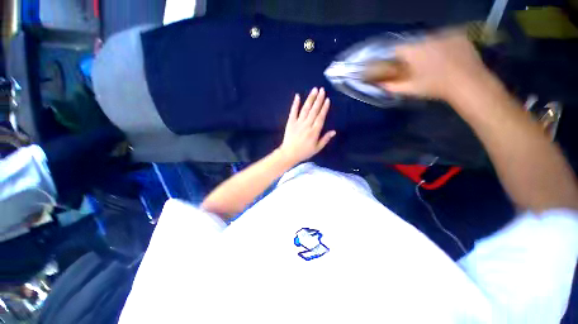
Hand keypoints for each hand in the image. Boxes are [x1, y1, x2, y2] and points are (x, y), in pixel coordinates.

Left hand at [278, 87, 335, 164]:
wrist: (289, 154)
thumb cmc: (304, 152)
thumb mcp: (317, 148)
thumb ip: (325, 139)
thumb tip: (334, 131)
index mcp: (314, 131)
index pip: (321, 117)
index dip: (324, 108)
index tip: (327, 99)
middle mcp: (307, 125)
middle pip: (314, 110)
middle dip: (319, 99)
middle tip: (322, 90)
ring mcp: (298, 123)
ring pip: (305, 109)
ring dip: (310, 99)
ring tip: (314, 90)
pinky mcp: (290, 122)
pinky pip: (293, 112)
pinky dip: (295, 104)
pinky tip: (297, 96)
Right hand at [380, 31, 490, 100]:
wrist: (468, 83)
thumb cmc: (435, 87)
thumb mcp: (410, 89)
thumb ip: (392, 86)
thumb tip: (379, 85)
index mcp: (414, 51)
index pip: (397, 49)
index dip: (394, 56)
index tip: (396, 64)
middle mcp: (428, 38)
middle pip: (414, 44)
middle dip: (413, 53)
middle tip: (417, 65)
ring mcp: (445, 35)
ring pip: (429, 40)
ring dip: (428, 48)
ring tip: (434, 61)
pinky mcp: (458, 35)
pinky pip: (445, 37)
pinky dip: (443, 44)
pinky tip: (447, 55)